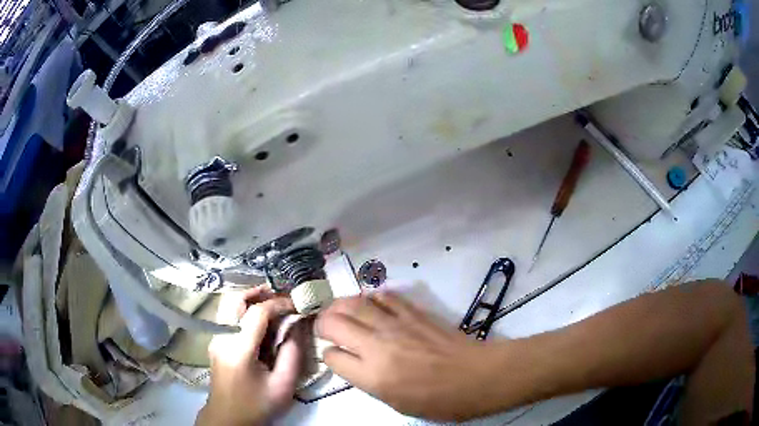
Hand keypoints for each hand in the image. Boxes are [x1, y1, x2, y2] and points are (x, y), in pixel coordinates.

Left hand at [196, 287, 303, 425]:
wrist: (228, 418)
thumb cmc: (257, 405)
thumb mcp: (283, 386)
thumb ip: (292, 354)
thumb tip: (296, 327)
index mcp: (239, 350)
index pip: (256, 313)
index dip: (278, 303)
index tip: (296, 304)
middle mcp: (222, 337)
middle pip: (234, 300)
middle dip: (257, 292)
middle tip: (279, 293)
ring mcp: (215, 339)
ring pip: (228, 305)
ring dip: (249, 299)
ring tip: (271, 303)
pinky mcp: (215, 342)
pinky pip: (228, 316)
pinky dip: (243, 309)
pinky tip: (259, 320)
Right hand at [316, 292, 503, 420]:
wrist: (478, 376)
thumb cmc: (440, 401)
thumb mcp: (398, 404)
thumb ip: (368, 382)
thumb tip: (351, 362)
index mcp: (373, 376)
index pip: (332, 356)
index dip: (328, 355)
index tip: (333, 356)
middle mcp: (378, 345)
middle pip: (334, 322)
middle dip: (322, 323)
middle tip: (324, 328)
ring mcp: (397, 324)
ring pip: (354, 303)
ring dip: (339, 305)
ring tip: (338, 311)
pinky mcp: (414, 312)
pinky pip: (384, 296)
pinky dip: (370, 298)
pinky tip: (370, 304)